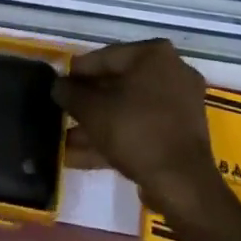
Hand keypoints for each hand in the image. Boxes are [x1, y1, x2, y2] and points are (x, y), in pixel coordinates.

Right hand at [55, 39, 220, 220]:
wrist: (183, 185)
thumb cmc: (136, 131)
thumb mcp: (93, 110)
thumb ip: (71, 93)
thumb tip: (57, 85)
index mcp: (154, 54)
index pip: (106, 56)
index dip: (77, 73)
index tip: (58, 85)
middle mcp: (171, 72)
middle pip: (118, 84)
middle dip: (87, 103)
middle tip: (62, 112)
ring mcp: (179, 105)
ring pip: (128, 110)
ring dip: (97, 125)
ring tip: (65, 140)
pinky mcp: (181, 136)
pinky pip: (141, 129)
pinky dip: (115, 138)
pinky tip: (81, 156)